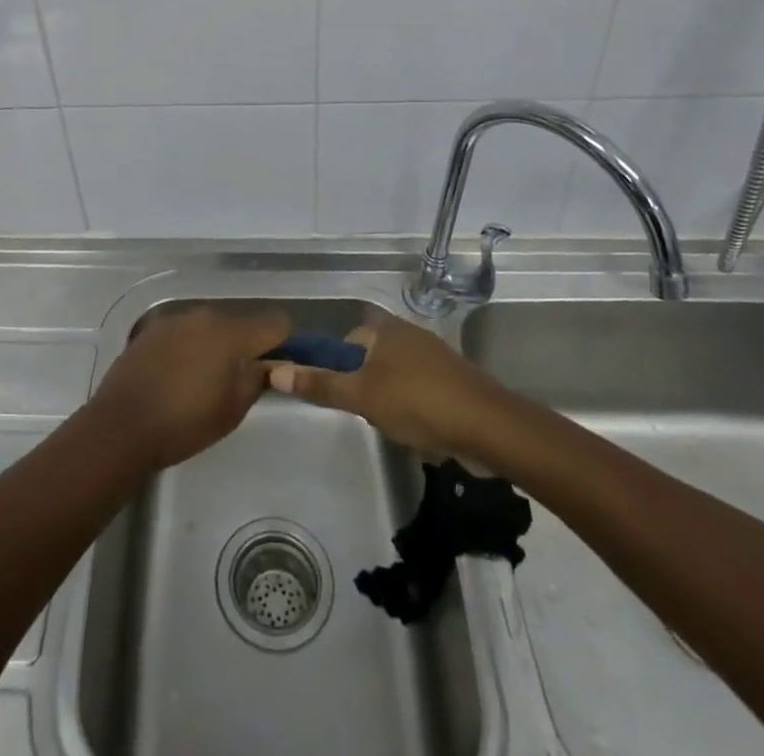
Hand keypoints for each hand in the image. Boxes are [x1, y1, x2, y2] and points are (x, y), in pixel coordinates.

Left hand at [88, 306, 291, 471]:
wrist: (121, 426)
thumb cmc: (184, 423)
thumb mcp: (233, 411)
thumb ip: (256, 379)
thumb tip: (268, 365)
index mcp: (231, 333)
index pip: (276, 322)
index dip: (285, 342)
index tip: (280, 364)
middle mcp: (205, 315)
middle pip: (240, 322)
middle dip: (246, 346)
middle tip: (240, 379)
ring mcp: (175, 318)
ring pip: (210, 326)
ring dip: (215, 345)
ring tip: (204, 379)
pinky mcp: (152, 328)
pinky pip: (184, 332)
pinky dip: (188, 347)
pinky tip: (176, 375)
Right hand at [265, 310, 509, 458]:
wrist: (488, 427)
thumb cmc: (417, 402)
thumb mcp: (361, 396)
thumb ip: (320, 384)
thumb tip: (274, 369)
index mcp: (386, 329)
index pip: (348, 339)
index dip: (337, 365)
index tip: (338, 394)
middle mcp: (410, 334)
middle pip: (372, 359)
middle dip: (366, 388)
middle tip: (366, 414)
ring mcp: (435, 358)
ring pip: (396, 379)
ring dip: (391, 402)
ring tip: (394, 427)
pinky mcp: (454, 383)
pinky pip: (422, 393)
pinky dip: (416, 411)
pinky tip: (420, 433)